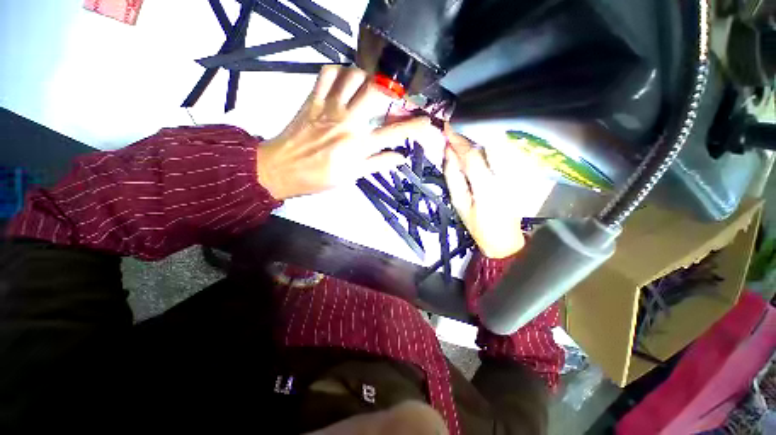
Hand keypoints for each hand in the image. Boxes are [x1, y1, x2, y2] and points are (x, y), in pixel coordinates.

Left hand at [256, 66, 443, 199]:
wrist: (283, 169)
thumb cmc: (319, 177)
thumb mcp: (352, 176)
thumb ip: (378, 163)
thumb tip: (400, 158)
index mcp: (359, 145)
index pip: (394, 133)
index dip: (414, 126)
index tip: (426, 121)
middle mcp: (349, 122)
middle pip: (377, 93)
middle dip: (391, 92)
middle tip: (392, 98)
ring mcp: (330, 108)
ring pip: (354, 76)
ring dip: (366, 79)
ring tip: (368, 89)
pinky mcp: (313, 99)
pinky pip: (327, 73)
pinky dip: (339, 71)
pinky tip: (343, 81)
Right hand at [443, 125, 525, 258]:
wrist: (504, 239)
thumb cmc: (478, 226)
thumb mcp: (460, 204)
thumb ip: (453, 178)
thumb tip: (448, 152)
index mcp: (487, 187)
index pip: (472, 156)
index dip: (459, 140)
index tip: (448, 127)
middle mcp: (505, 176)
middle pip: (490, 145)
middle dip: (472, 131)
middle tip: (457, 123)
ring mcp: (516, 173)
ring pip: (500, 145)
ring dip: (482, 134)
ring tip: (467, 128)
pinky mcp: (521, 173)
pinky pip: (505, 152)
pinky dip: (492, 143)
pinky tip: (481, 139)